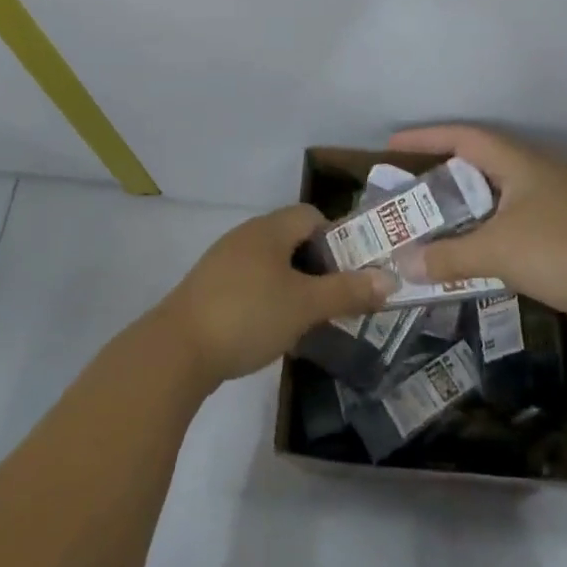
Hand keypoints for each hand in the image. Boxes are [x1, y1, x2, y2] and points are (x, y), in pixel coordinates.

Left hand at [157, 204, 398, 385]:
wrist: (176, 351)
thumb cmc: (248, 315)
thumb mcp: (305, 305)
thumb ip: (348, 291)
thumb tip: (390, 280)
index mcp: (268, 229)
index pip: (311, 216)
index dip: (337, 238)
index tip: (352, 271)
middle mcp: (245, 237)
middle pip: (292, 239)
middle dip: (318, 266)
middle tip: (337, 298)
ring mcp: (223, 262)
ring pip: (271, 264)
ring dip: (294, 285)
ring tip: (310, 318)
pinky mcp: (208, 289)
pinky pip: (250, 283)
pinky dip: (268, 299)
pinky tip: (274, 330)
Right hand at [385, 125, 566, 320]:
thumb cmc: (562, 250)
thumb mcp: (498, 252)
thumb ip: (449, 256)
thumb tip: (404, 263)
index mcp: (517, 162)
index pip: (463, 137)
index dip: (426, 138)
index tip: (392, 147)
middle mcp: (535, 172)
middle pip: (479, 161)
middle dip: (443, 172)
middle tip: (410, 188)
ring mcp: (553, 199)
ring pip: (497, 191)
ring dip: (466, 202)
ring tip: (435, 218)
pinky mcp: (564, 226)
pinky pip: (511, 215)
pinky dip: (486, 225)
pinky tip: (476, 248)